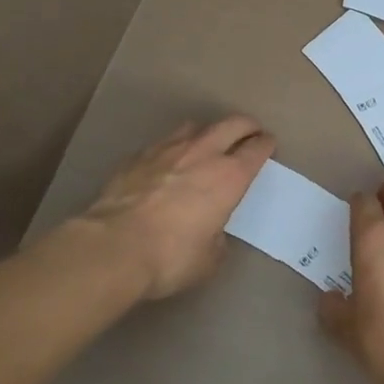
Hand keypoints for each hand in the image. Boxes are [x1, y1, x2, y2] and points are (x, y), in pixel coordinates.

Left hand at [79, 115, 274, 299]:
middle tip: (250, 132)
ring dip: (208, 132)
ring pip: (196, 126)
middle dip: (246, 126)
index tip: (269, 144)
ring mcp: (168, 149)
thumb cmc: (170, 257)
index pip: (257, 149)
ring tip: (207, 143)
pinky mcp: (138, 155)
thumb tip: (211, 231)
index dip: (266, 144)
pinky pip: (164, 142)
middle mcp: (203, 153)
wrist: (113, 247)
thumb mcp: (208, 260)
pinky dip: (173, 147)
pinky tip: (167, 162)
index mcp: (229, 177)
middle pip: (233, 123)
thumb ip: (217, 238)